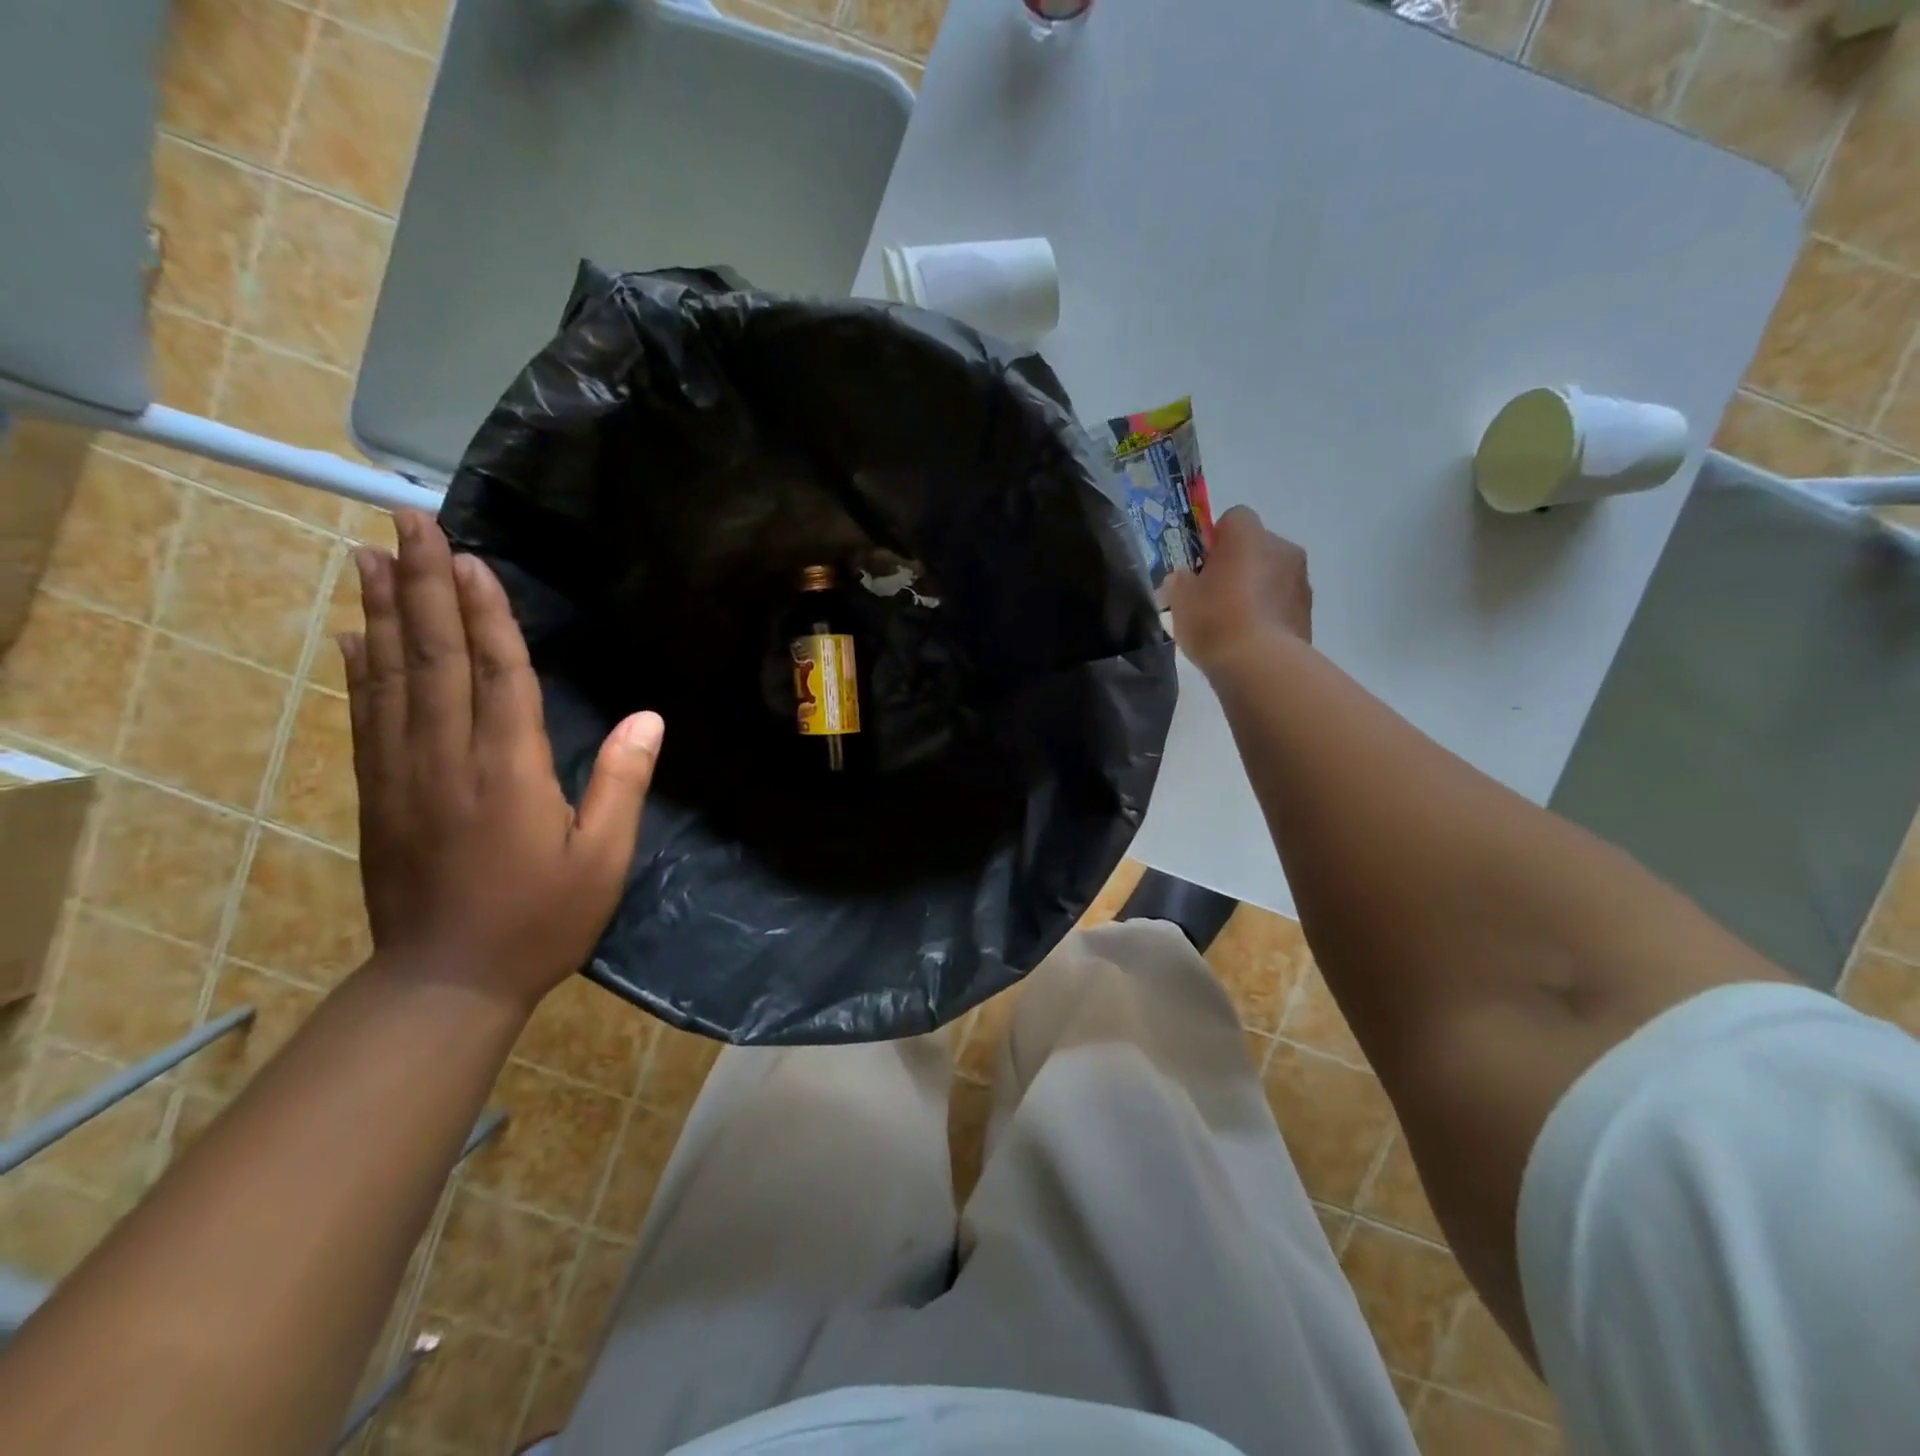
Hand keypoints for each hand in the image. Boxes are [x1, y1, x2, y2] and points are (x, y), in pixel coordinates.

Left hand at [341, 511, 663, 1010]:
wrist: (446, 981)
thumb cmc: (541, 919)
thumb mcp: (603, 859)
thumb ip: (622, 783)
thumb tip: (648, 717)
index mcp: (508, 771)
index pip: (497, 674)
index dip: (485, 613)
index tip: (471, 557)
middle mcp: (447, 758)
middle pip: (433, 658)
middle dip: (424, 586)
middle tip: (406, 521)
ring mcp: (402, 774)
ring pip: (389, 677)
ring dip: (383, 613)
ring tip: (372, 555)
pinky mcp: (377, 793)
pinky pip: (366, 718)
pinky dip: (358, 669)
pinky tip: (352, 634)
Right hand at [1166, 506, 1312, 672]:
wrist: (1260, 665)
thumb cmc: (1215, 620)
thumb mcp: (1180, 599)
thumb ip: (1181, 581)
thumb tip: (1186, 579)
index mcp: (1249, 536)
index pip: (1234, 518)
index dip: (1216, 539)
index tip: (1201, 566)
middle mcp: (1282, 548)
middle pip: (1256, 547)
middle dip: (1238, 565)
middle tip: (1213, 596)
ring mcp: (1301, 580)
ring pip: (1272, 575)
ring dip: (1256, 589)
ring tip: (1232, 624)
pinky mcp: (1308, 612)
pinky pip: (1282, 603)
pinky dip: (1268, 613)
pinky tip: (1249, 639)